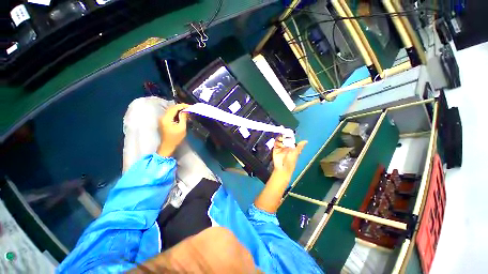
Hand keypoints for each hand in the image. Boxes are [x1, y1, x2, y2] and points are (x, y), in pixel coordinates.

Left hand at [157, 103, 189, 156]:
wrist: (168, 145)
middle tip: (189, 108)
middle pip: (172, 108)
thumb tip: (186, 110)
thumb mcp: (182, 128)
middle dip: (181, 107)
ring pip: (171, 110)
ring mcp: (162, 119)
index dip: (182, 106)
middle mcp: (162, 117)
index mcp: (166, 118)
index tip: (190, 106)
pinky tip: (182, 114)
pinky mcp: (163, 121)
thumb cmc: (175, 138)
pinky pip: (170, 114)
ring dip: (179, 109)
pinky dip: (176, 113)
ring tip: (187, 110)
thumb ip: (183, 118)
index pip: (174, 108)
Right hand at [272, 137, 306, 180]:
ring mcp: (280, 147)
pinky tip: (279, 145)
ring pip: (279, 140)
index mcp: (291, 146)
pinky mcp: (275, 149)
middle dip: (284, 137)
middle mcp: (285, 146)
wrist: (282, 168)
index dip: (289, 136)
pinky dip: (277, 142)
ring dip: (280, 139)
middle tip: (284, 138)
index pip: (290, 138)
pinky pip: (275, 143)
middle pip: (284, 138)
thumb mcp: (295, 154)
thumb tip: (306, 141)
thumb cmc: (290, 161)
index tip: (288, 134)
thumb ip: (299, 147)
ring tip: (281, 141)